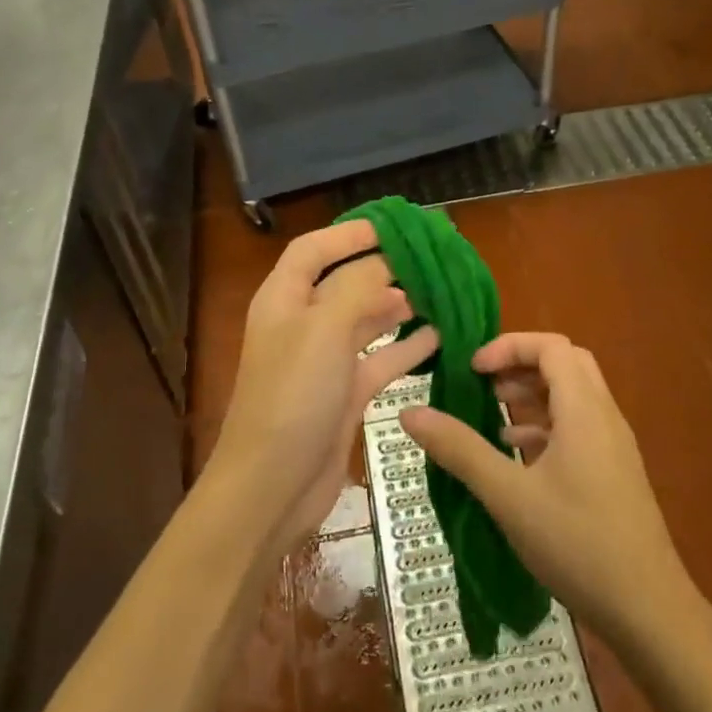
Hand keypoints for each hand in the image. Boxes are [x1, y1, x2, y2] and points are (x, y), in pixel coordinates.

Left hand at [208, 221, 437, 550]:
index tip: (394, 226)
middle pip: (344, 282)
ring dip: (399, 306)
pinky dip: (406, 348)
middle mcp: (302, 324)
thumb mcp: (324, 329)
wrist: (272, 486)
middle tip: (430, 259)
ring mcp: (323, 361)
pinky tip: (438, 338)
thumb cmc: (293, 395)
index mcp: (284, 299)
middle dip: (383, 268)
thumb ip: (358, 287)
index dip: (349, 234)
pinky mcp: (344, 394)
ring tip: (439, 293)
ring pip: (365, 320)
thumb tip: (387, 262)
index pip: (314, 249)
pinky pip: (380, 360)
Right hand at [399, 333, 692, 642]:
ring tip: (492, 413)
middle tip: (483, 382)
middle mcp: (605, 416)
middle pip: (566, 364)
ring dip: (534, 394)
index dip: (509, 347)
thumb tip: (409, 413)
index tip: (472, 369)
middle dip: (521, 364)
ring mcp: (614, 445)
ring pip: (574, 396)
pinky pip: (580, 427)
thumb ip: (459, 449)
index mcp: (584, 410)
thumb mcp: (508, 496)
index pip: (551, 346)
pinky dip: (546, 425)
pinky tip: (518, 454)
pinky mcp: (614, 472)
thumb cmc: (576, 543)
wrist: (648, 609)